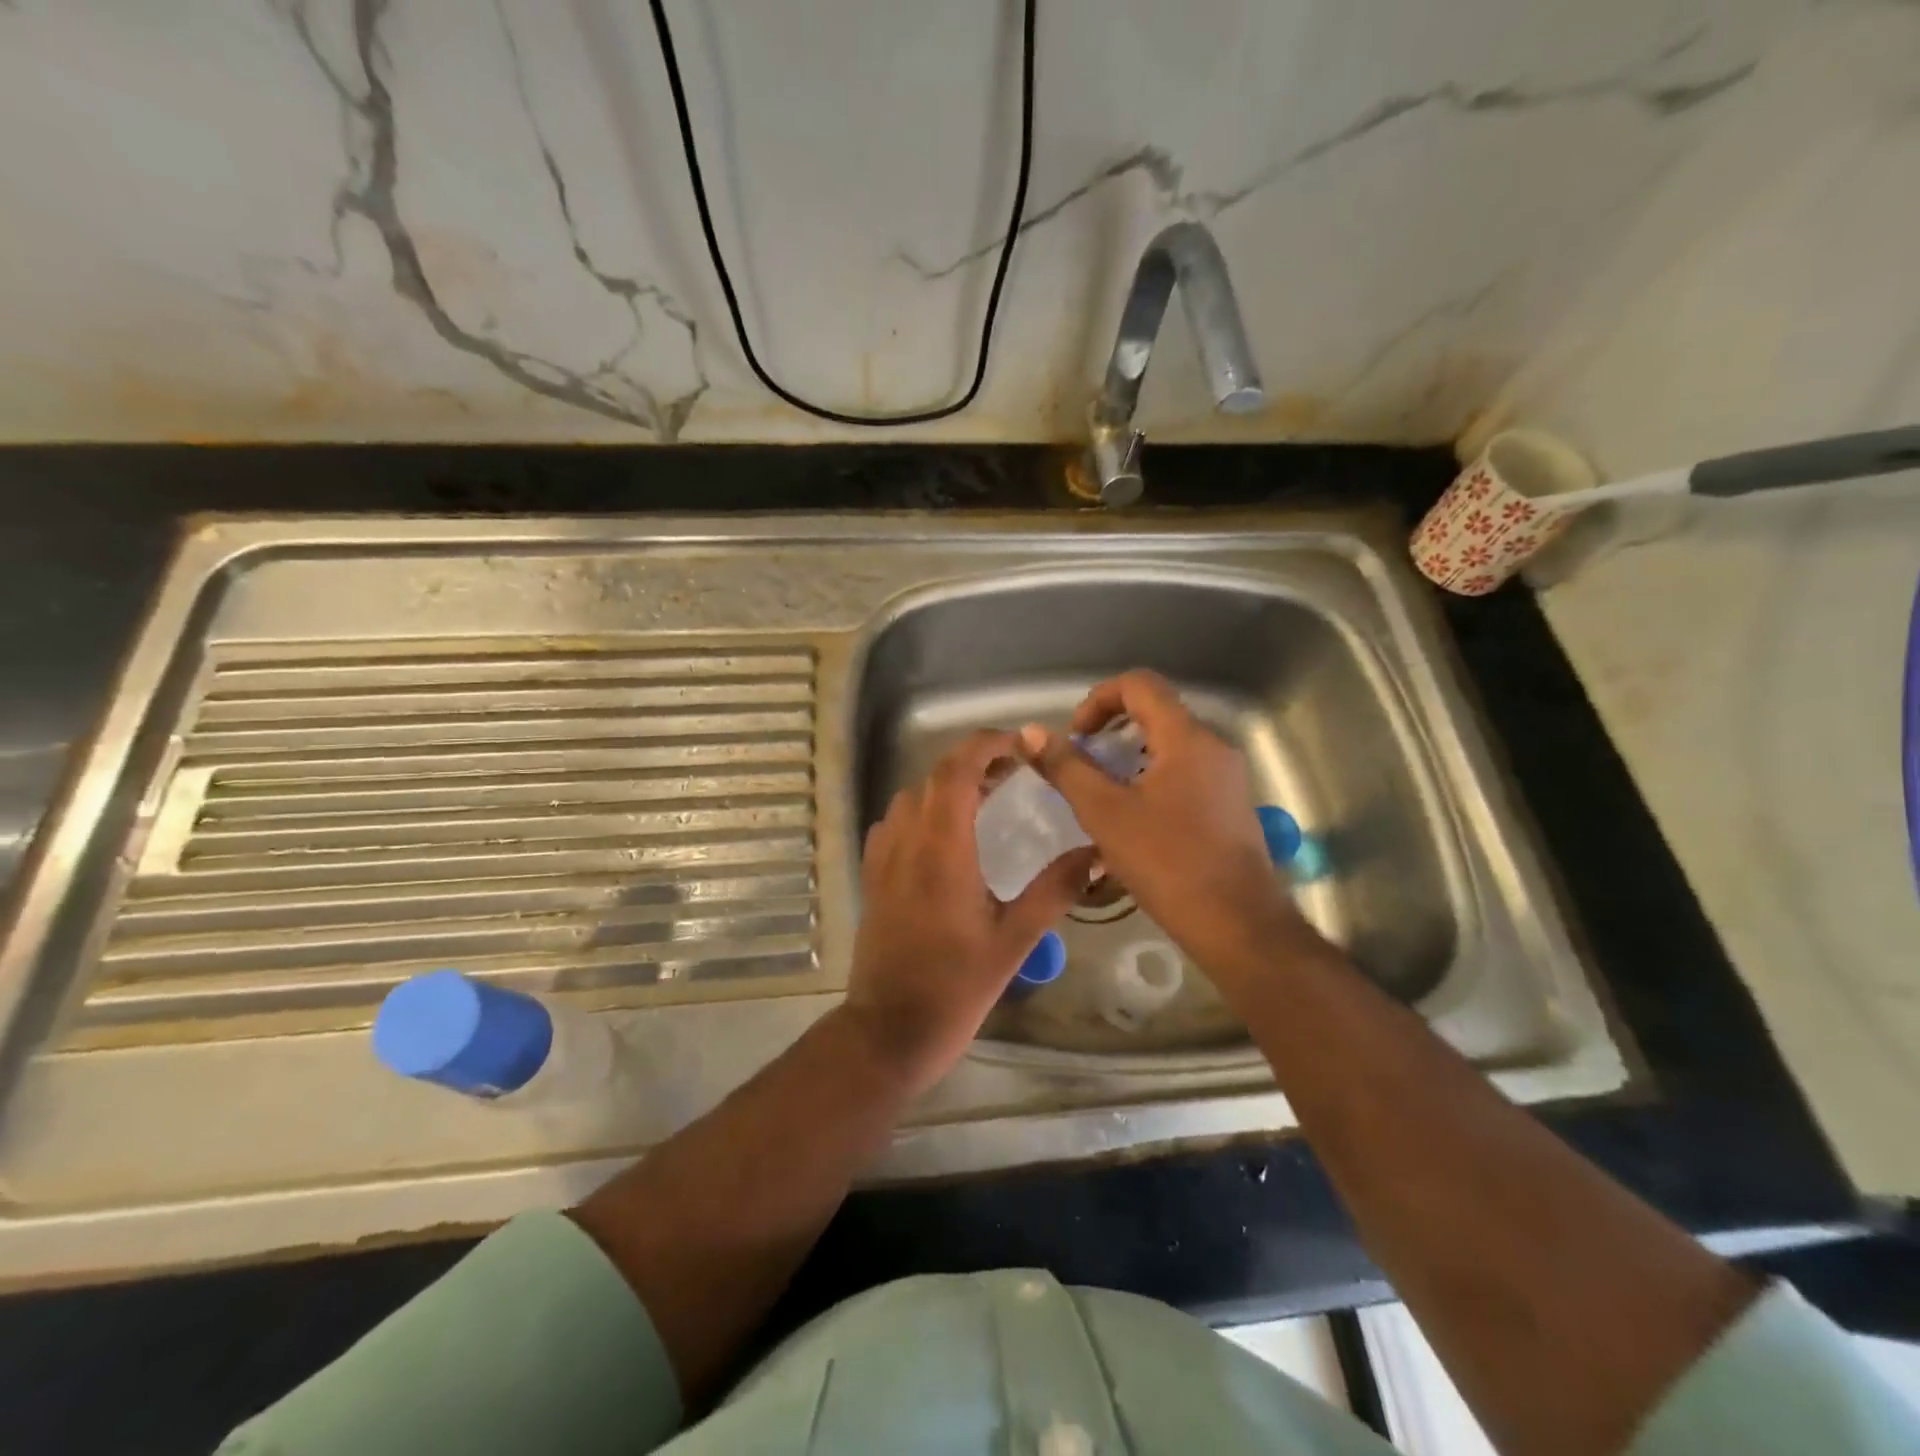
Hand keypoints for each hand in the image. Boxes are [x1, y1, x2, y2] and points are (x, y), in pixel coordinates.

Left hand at [846, 730, 1094, 1090]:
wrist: (890, 1028)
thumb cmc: (956, 986)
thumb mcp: (1015, 939)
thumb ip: (1055, 889)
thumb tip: (1095, 851)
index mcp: (942, 847)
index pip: (957, 769)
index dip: (987, 744)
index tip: (1021, 743)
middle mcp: (906, 840)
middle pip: (935, 776)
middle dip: (975, 761)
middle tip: (1016, 771)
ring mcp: (883, 857)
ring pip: (913, 796)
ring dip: (948, 784)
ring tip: (987, 797)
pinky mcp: (873, 876)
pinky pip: (895, 822)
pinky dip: (923, 809)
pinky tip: (946, 835)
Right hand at [1019, 671, 1306, 991]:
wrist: (1237, 924)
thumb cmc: (1167, 863)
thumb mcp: (1105, 812)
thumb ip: (1066, 767)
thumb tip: (1030, 732)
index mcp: (1186, 737)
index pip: (1139, 684)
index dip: (1099, 699)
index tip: (1077, 737)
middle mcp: (1213, 746)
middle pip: (1156, 712)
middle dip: (1111, 731)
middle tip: (1083, 766)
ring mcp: (1227, 776)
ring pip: (1170, 745)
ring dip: (1129, 757)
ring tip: (1102, 795)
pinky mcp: (1230, 804)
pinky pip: (1185, 771)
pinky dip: (1152, 778)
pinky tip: (1134, 820)